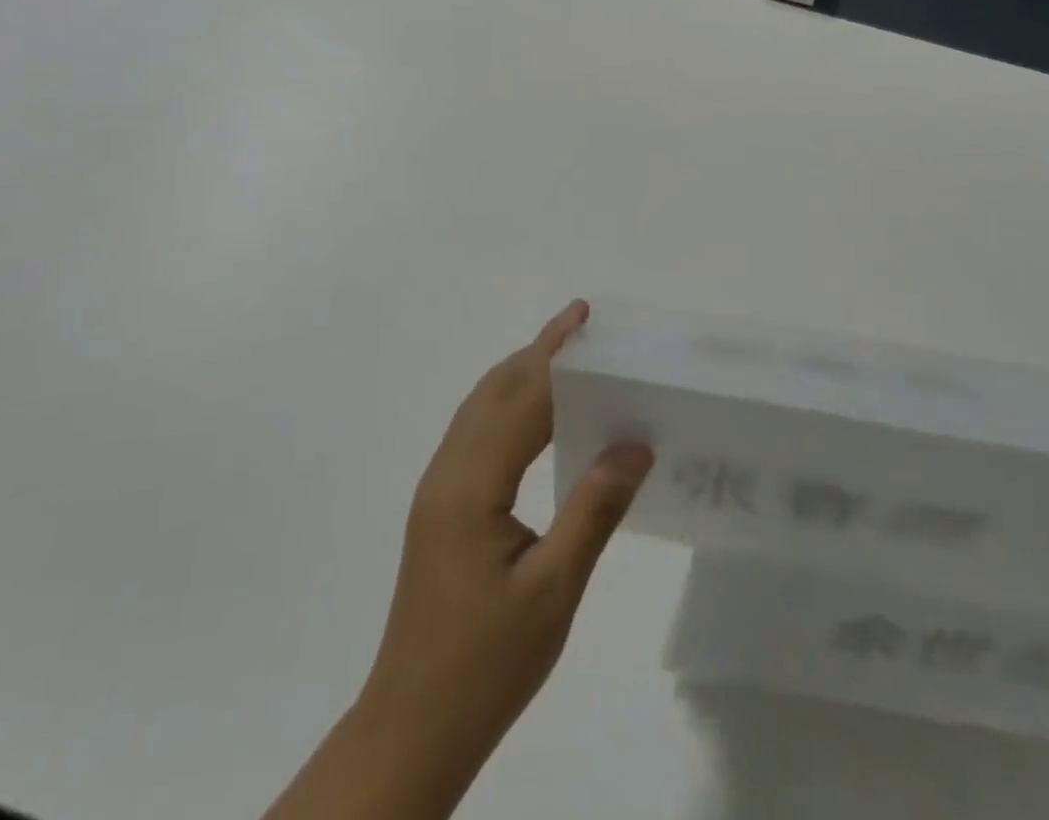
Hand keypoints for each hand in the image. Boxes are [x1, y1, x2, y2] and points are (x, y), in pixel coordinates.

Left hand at [264, 300, 653, 819]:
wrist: (412, 728)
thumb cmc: (486, 665)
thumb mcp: (553, 590)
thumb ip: (594, 509)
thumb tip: (635, 443)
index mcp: (470, 487)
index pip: (522, 404)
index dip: (559, 361)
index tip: (588, 322)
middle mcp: (447, 473)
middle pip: (494, 392)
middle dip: (538, 350)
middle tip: (581, 320)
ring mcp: (438, 489)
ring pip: (480, 408)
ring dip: (520, 371)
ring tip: (563, 350)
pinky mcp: (441, 507)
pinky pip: (476, 432)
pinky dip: (507, 401)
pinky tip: (532, 411)